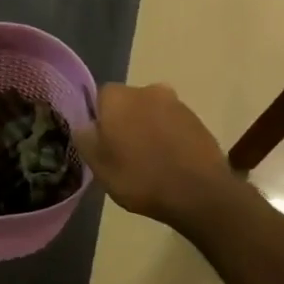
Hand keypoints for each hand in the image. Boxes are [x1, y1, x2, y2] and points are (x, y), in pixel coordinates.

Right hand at [73, 83, 240, 226]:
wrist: (199, 194)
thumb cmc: (140, 177)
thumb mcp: (98, 165)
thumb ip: (85, 138)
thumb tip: (84, 124)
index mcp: (118, 97)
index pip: (99, 99)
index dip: (99, 122)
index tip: (102, 145)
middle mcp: (147, 90)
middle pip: (127, 103)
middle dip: (125, 122)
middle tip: (124, 154)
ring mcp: (176, 103)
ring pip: (152, 113)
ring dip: (148, 130)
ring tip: (150, 162)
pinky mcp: (198, 120)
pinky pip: (174, 125)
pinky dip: (169, 138)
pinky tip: (170, 163)